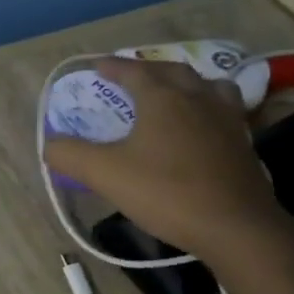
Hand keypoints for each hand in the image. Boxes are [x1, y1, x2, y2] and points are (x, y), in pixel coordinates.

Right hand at [44, 57, 284, 260]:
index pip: (134, 71)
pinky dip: (208, 107)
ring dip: (186, 84)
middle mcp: (197, 98)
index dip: (114, 67)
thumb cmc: (166, 192)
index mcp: (163, 97)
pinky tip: (202, 127)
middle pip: (172, 71)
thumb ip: (71, 155)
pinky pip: (225, 110)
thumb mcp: (105, 174)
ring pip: (207, 86)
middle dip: (149, 70)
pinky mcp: (244, 143)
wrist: (234, 226)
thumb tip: (50, 145)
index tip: (97, 67)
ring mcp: (226, 119)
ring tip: (174, 94)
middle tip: (132, 78)